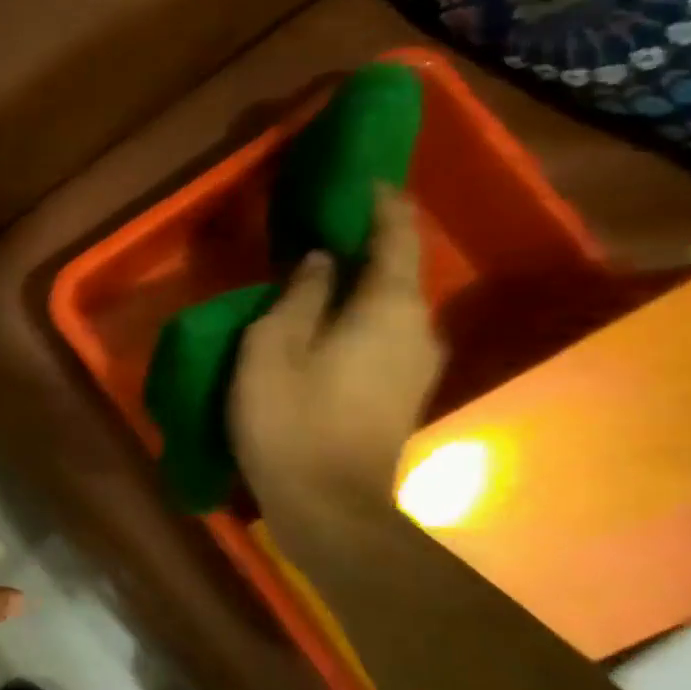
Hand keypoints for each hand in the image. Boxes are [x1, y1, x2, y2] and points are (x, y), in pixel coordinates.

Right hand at [229, 187, 445, 559]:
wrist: (331, 508)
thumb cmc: (291, 422)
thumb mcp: (272, 350)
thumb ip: (298, 296)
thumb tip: (322, 261)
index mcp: (388, 307)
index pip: (396, 236)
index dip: (380, 204)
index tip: (359, 180)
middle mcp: (418, 328)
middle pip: (399, 271)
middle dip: (367, 246)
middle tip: (324, 231)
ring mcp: (417, 366)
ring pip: (390, 307)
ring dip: (360, 287)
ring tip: (319, 280)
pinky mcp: (403, 395)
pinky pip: (385, 336)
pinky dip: (360, 320)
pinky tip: (327, 330)